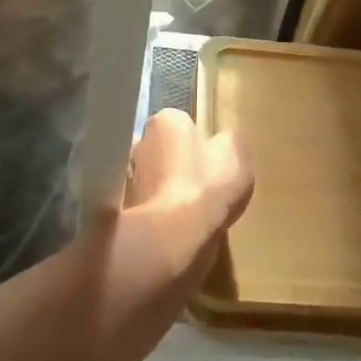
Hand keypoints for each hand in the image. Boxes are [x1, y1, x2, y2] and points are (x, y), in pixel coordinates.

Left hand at [122, 110, 253, 286]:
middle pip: (163, 150)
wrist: (174, 238)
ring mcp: (129, 178)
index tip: (212, 159)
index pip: (181, 123)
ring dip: (167, 190)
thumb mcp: (236, 155)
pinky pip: (149, 206)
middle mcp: (139, 143)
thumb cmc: (208, 186)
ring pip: (154, 179)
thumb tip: (223, 142)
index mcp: (166, 121)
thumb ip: (229, 142)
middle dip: (177, 163)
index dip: (198, 141)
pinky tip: (180, 227)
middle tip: (202, 184)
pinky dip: (161, 214)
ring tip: (193, 211)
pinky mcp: (124, 211)